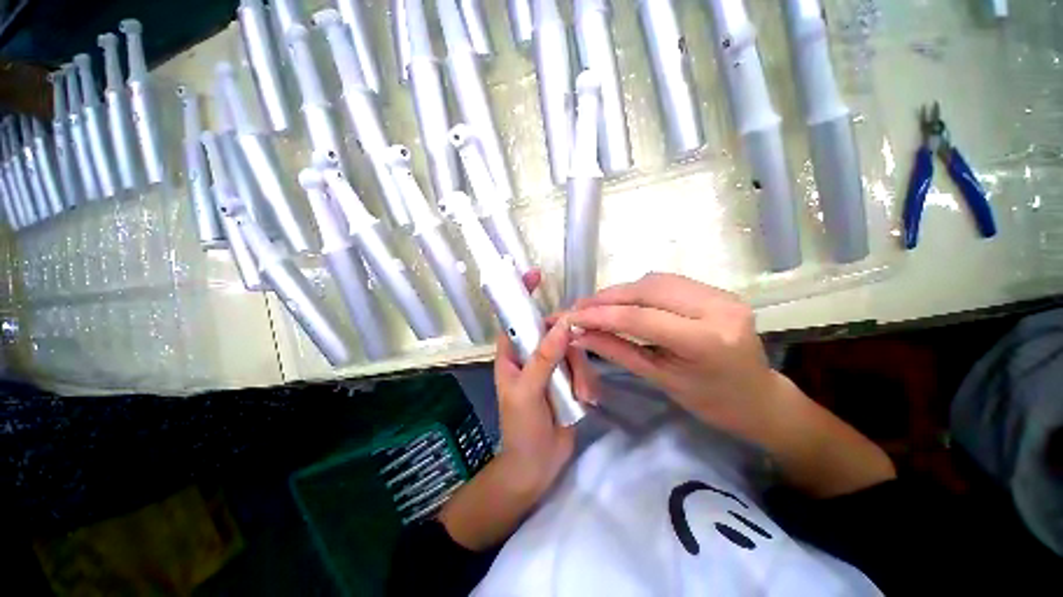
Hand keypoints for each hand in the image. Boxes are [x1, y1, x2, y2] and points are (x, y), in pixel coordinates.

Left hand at [439, 270, 596, 549]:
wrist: (537, 465)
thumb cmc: (521, 428)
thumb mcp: (527, 392)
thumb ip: (543, 359)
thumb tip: (562, 325)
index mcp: (513, 354)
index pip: (514, 317)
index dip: (521, 295)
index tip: (536, 275)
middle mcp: (532, 355)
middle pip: (553, 331)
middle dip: (567, 345)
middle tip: (573, 364)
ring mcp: (552, 367)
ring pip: (572, 349)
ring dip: (579, 372)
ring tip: (578, 396)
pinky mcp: (569, 379)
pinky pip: (582, 366)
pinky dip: (586, 381)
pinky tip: (584, 400)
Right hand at [568, 273, 894, 496]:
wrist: (758, 397)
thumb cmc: (712, 402)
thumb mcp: (660, 379)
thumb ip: (618, 351)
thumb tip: (580, 335)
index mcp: (707, 340)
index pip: (641, 317)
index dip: (600, 315)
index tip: (571, 317)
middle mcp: (717, 307)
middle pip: (647, 290)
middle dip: (607, 297)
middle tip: (579, 308)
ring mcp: (720, 294)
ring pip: (654, 280)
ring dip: (620, 291)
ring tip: (596, 306)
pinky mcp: (716, 290)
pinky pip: (666, 282)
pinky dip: (638, 290)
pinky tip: (622, 301)